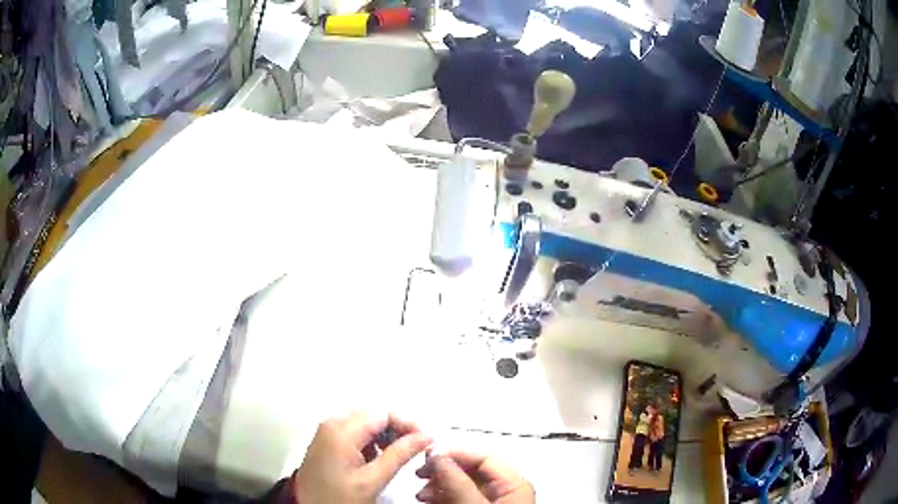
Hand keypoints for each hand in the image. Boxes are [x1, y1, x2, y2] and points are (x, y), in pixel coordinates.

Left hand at [289, 411, 431, 503]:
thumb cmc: (338, 497)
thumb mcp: (372, 479)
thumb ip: (400, 454)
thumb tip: (426, 436)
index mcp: (341, 430)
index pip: (382, 413)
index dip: (407, 423)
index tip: (425, 440)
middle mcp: (332, 423)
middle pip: (373, 415)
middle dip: (397, 429)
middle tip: (415, 449)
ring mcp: (327, 431)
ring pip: (366, 423)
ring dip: (385, 436)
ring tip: (397, 456)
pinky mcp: (327, 441)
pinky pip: (355, 432)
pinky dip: (371, 442)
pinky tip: (377, 459)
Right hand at [415, 451, 534, 503]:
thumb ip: (457, 481)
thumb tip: (436, 453)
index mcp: (515, 484)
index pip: (483, 457)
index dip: (455, 453)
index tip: (427, 455)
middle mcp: (506, 490)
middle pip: (470, 470)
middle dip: (443, 471)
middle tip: (420, 474)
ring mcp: (493, 501)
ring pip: (462, 485)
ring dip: (438, 486)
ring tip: (421, 494)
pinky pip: (460, 498)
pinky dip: (442, 497)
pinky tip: (428, 500)